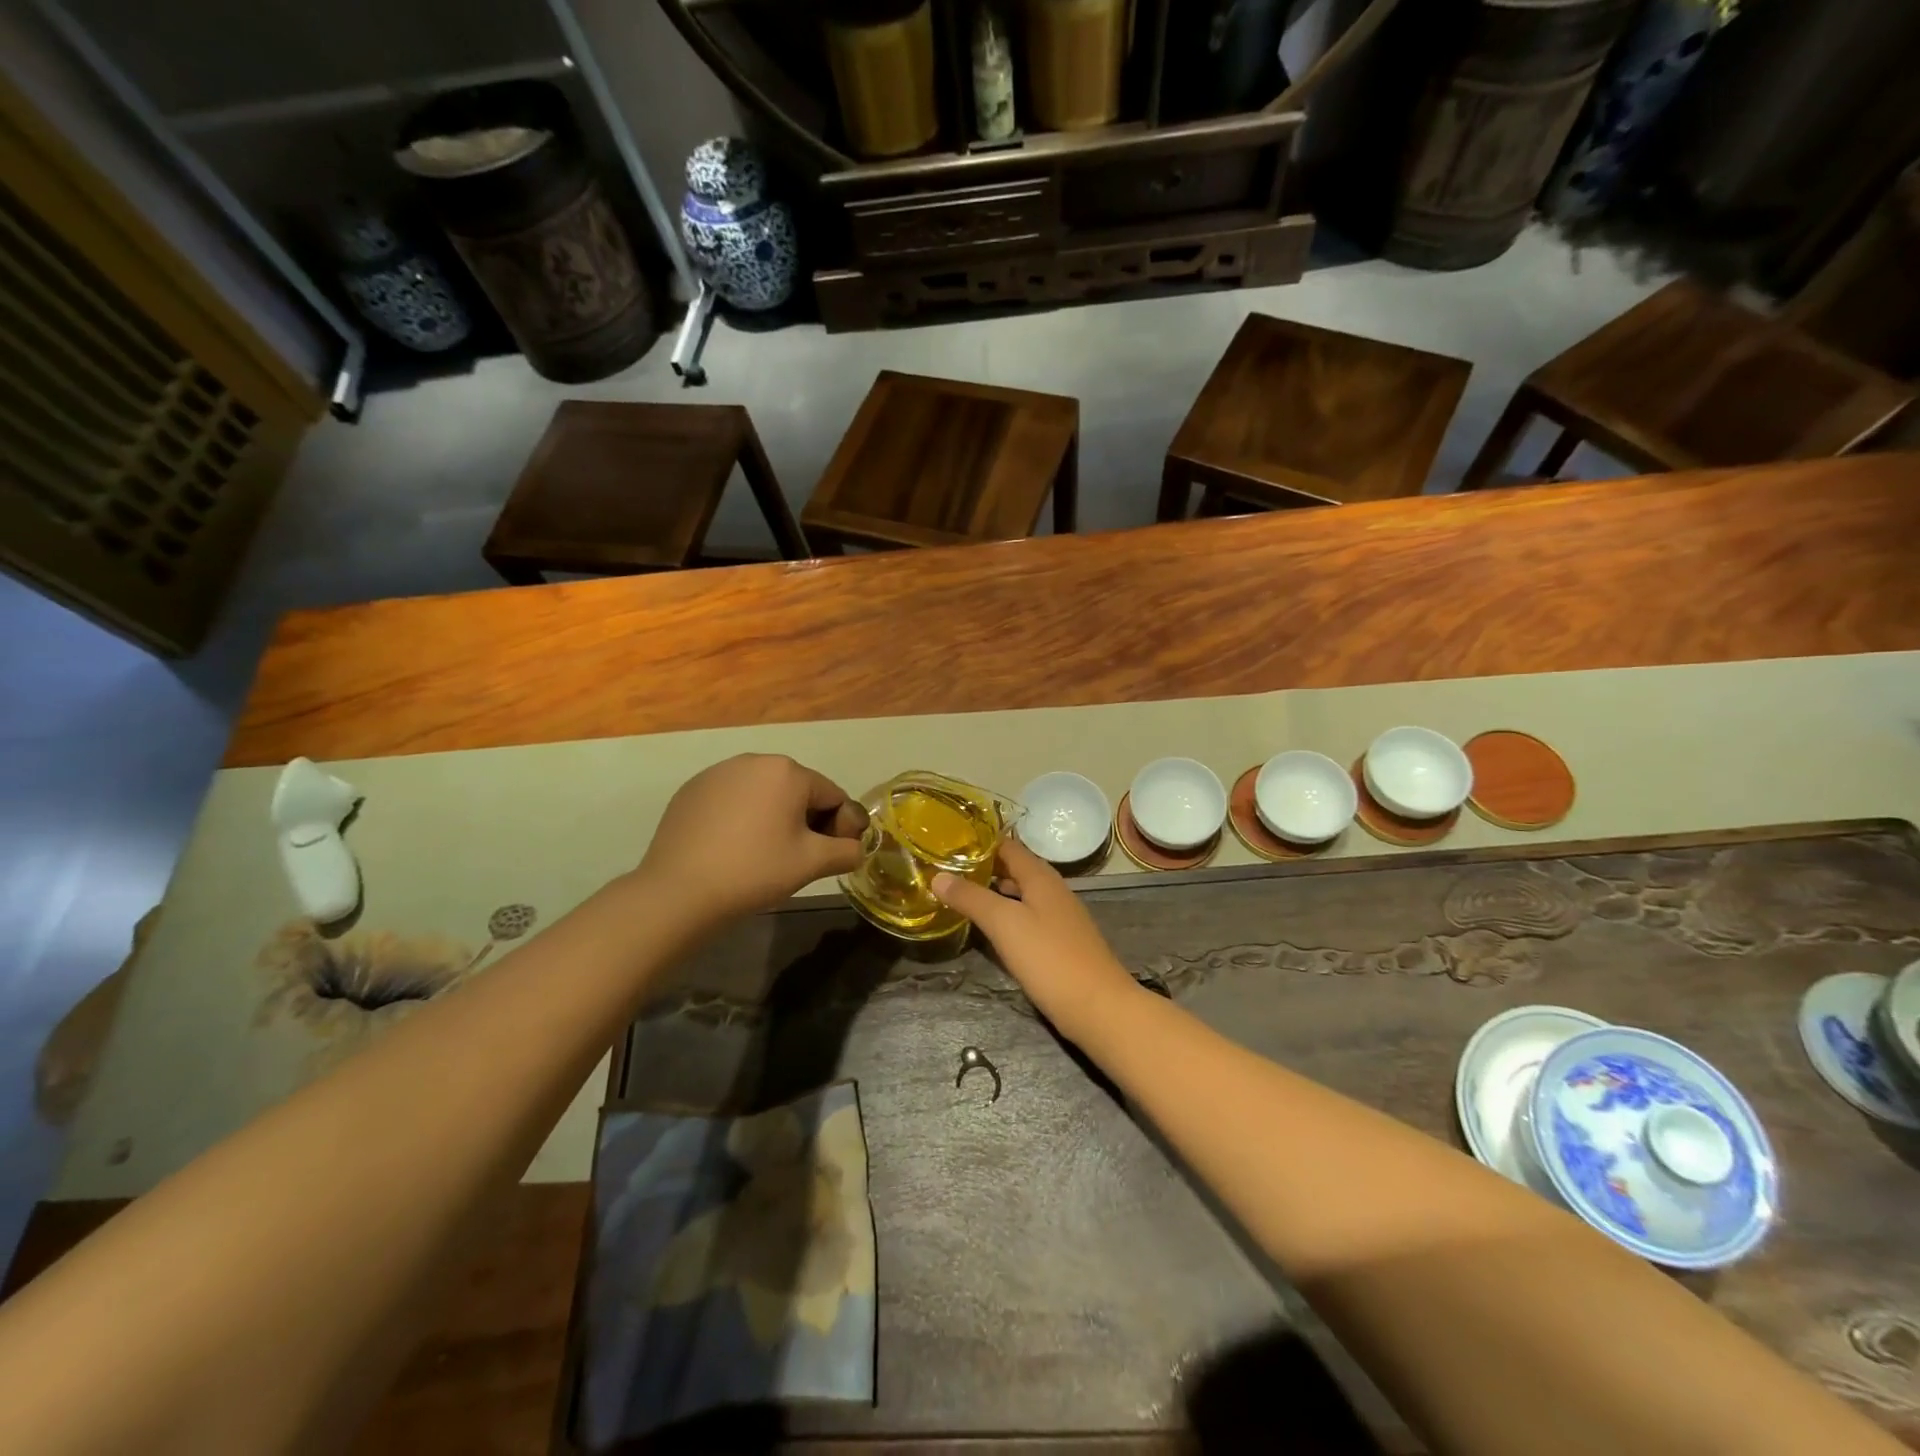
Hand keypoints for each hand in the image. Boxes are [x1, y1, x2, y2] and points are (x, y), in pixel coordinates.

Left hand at [640, 755, 866, 925]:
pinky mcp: (691, 790)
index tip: (831, 857)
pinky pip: (732, 800)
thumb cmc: (755, 870)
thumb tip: (856, 848)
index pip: (833, 796)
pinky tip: (732, 848)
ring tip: (763, 854)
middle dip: (806, 820)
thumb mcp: (812, 863)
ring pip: (763, 794)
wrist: (679, 891)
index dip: (840, 827)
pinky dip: (741, 818)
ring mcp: (718, 773)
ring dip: (773, 818)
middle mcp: (753, 760)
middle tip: (797, 858)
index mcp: (788, 771)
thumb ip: (846, 851)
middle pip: (798, 790)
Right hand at [932, 838, 1140, 1041]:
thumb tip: (938, 876)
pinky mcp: (1059, 943)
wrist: (1098, 1008)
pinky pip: (1027, 918)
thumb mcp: (1004, 924)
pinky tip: (988, 929)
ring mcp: (1058, 917)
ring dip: (992, 892)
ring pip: (1020, 894)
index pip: (1007, 846)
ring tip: (959, 896)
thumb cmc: (1050, 958)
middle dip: (982, 867)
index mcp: (1041, 877)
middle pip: (1013, 869)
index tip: (947, 843)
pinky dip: (1005, 916)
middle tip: (945, 870)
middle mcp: (1052, 890)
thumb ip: (972, 898)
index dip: (978, 841)